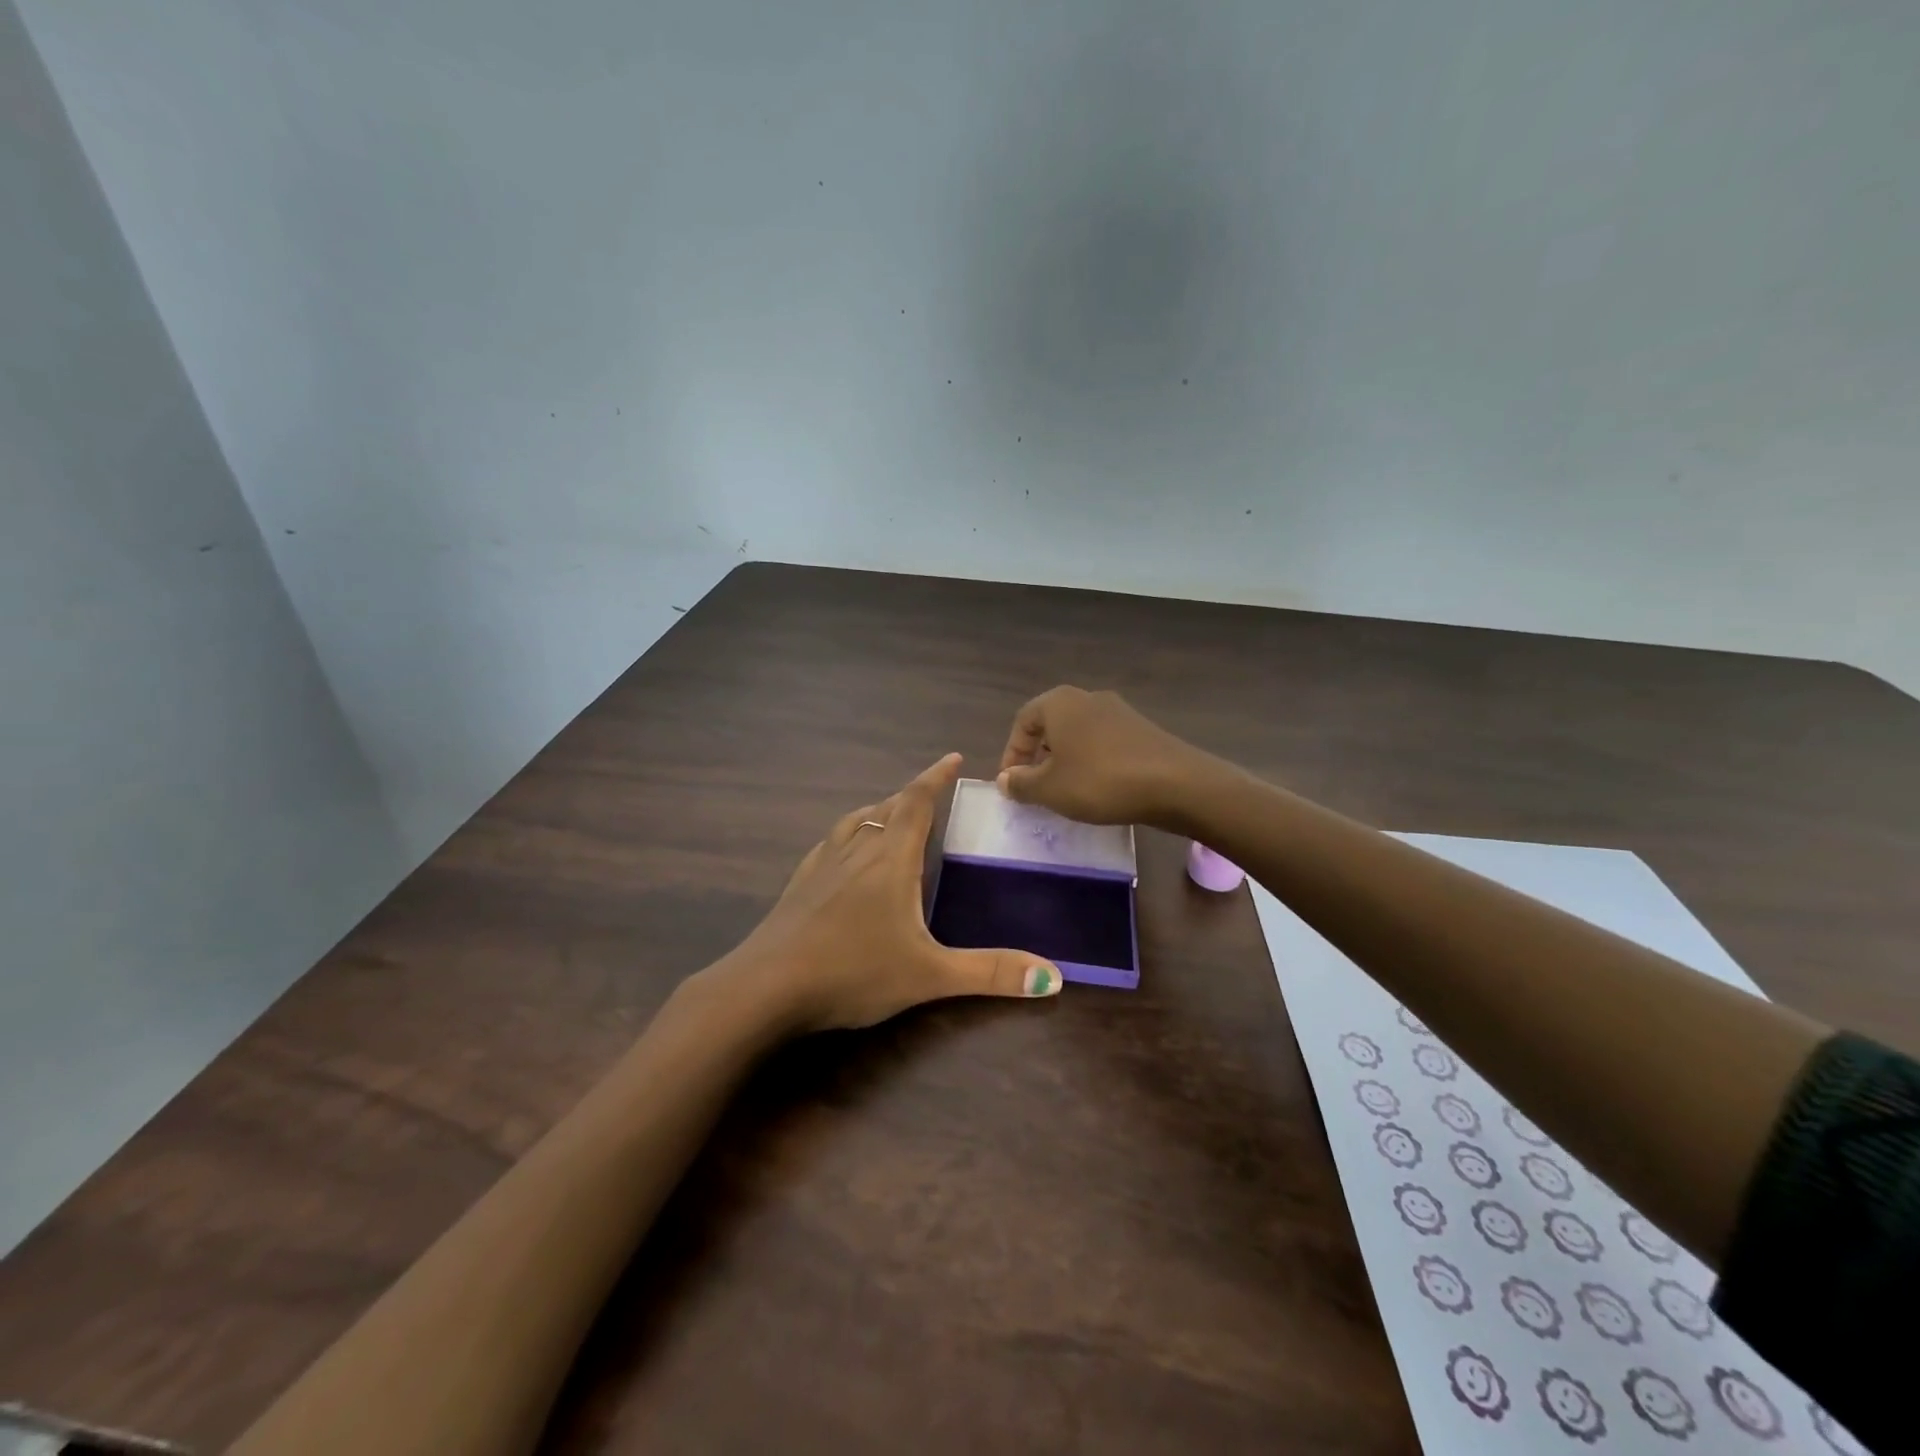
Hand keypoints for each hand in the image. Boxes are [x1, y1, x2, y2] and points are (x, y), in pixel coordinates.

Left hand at [719, 753, 1061, 1033]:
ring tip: (892, 816)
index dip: (936, 777)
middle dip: (912, 796)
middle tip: (933, 795)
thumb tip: (1055, 979)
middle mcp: (856, 850)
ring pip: (855, 822)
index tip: (953, 757)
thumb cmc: (852, 971)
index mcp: (890, 858)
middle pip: (887, 808)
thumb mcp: (928, 975)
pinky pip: (831, 844)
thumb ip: (990, 973)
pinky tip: (845, 856)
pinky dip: (849, 836)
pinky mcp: (798, 885)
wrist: (764, 989)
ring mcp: (821, 865)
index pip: (917, 802)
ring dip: (879, 811)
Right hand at [996, 685, 1210, 826]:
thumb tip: (1005, 779)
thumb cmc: (1100, 781)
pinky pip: (1104, 743)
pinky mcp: (1142, 730)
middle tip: (1035, 788)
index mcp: (1060, 703)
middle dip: (1038, 757)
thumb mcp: (1050, 788)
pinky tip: (1098, 789)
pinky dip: (1092, 763)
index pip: (1022, 721)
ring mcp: (1119, 711)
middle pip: (1051, 725)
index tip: (1012, 784)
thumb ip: (1021, 783)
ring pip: (1079, 735)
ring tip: (1066, 792)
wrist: (1176, 784)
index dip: (1011, 754)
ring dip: (1066, 761)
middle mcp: (1087, 698)